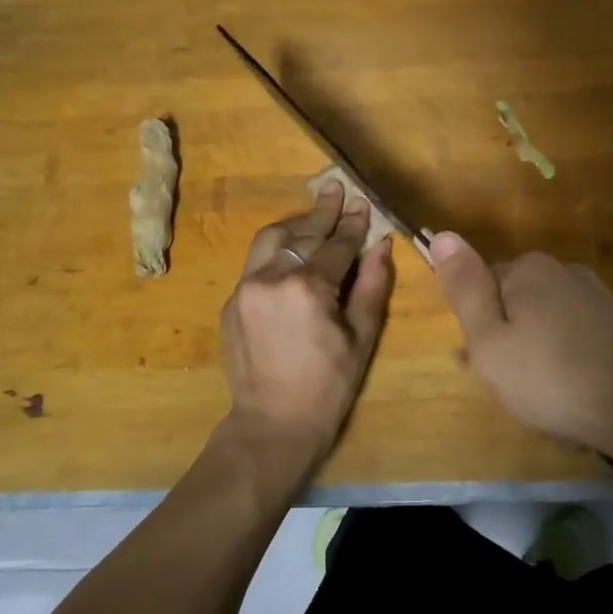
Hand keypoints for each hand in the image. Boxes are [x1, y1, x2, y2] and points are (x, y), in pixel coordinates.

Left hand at [218, 183, 394, 477]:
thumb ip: (371, 286)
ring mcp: (245, 288)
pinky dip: (276, 251)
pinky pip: (255, 263)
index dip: (353, 224)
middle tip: (335, 189)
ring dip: (294, 224)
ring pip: (270, 239)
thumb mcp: (361, 337)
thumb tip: (381, 246)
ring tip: (313, 215)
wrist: (272, 424)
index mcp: (308, 287)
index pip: (336, 244)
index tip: (363, 203)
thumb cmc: (328, 386)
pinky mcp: (232, 302)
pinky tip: (290, 253)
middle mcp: (271, 277)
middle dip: (323, 211)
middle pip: (301, 232)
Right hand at [430, 233, 612, 458]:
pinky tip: (573, 400)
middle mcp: (564, 273)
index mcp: (528, 270)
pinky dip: (567, 367)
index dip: (477, 329)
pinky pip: (576, 343)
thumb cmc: (552, 378)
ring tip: (542, 404)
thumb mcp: (489, 340)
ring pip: (545, 328)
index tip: (483, 365)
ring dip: (536, 361)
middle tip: (513, 390)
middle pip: (515, 306)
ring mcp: (597, 299)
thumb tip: (442, 235)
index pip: (482, 286)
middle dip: (507, 345)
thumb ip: (464, 289)